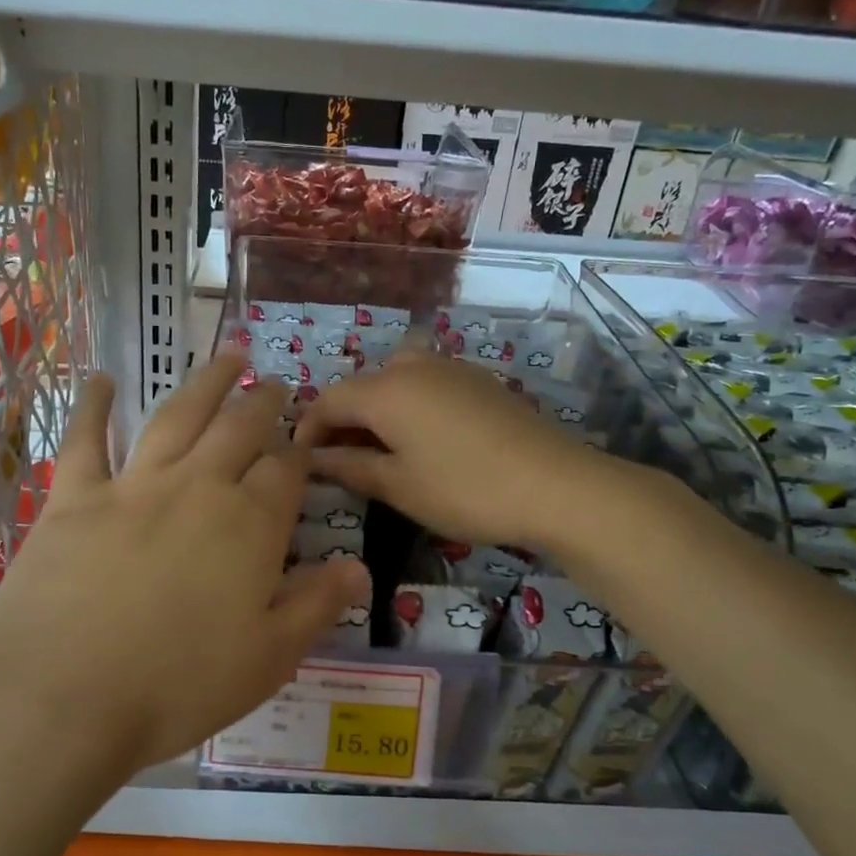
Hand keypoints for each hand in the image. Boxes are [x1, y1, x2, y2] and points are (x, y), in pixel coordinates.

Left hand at [0, 355, 368, 774]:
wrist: (59, 696)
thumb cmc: (176, 687)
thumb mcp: (268, 659)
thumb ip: (316, 605)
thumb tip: (359, 567)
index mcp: (249, 524)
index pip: (286, 471)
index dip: (299, 452)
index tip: (306, 440)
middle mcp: (197, 487)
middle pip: (239, 429)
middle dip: (262, 403)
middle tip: (273, 383)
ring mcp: (133, 485)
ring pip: (178, 416)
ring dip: (205, 384)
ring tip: (226, 357)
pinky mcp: (73, 496)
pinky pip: (85, 439)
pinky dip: (93, 405)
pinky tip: (100, 380)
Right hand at [295, 349, 630, 550]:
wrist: (555, 484)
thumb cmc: (464, 489)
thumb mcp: (398, 485)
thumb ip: (348, 467)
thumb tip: (310, 461)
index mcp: (385, 389)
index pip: (327, 401)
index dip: (307, 431)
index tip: (300, 464)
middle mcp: (413, 365)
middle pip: (361, 388)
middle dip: (342, 423)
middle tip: (339, 465)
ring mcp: (450, 368)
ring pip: (394, 383)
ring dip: (375, 414)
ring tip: (378, 455)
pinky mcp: (478, 380)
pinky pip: (426, 386)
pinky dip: (408, 408)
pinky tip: (421, 442)